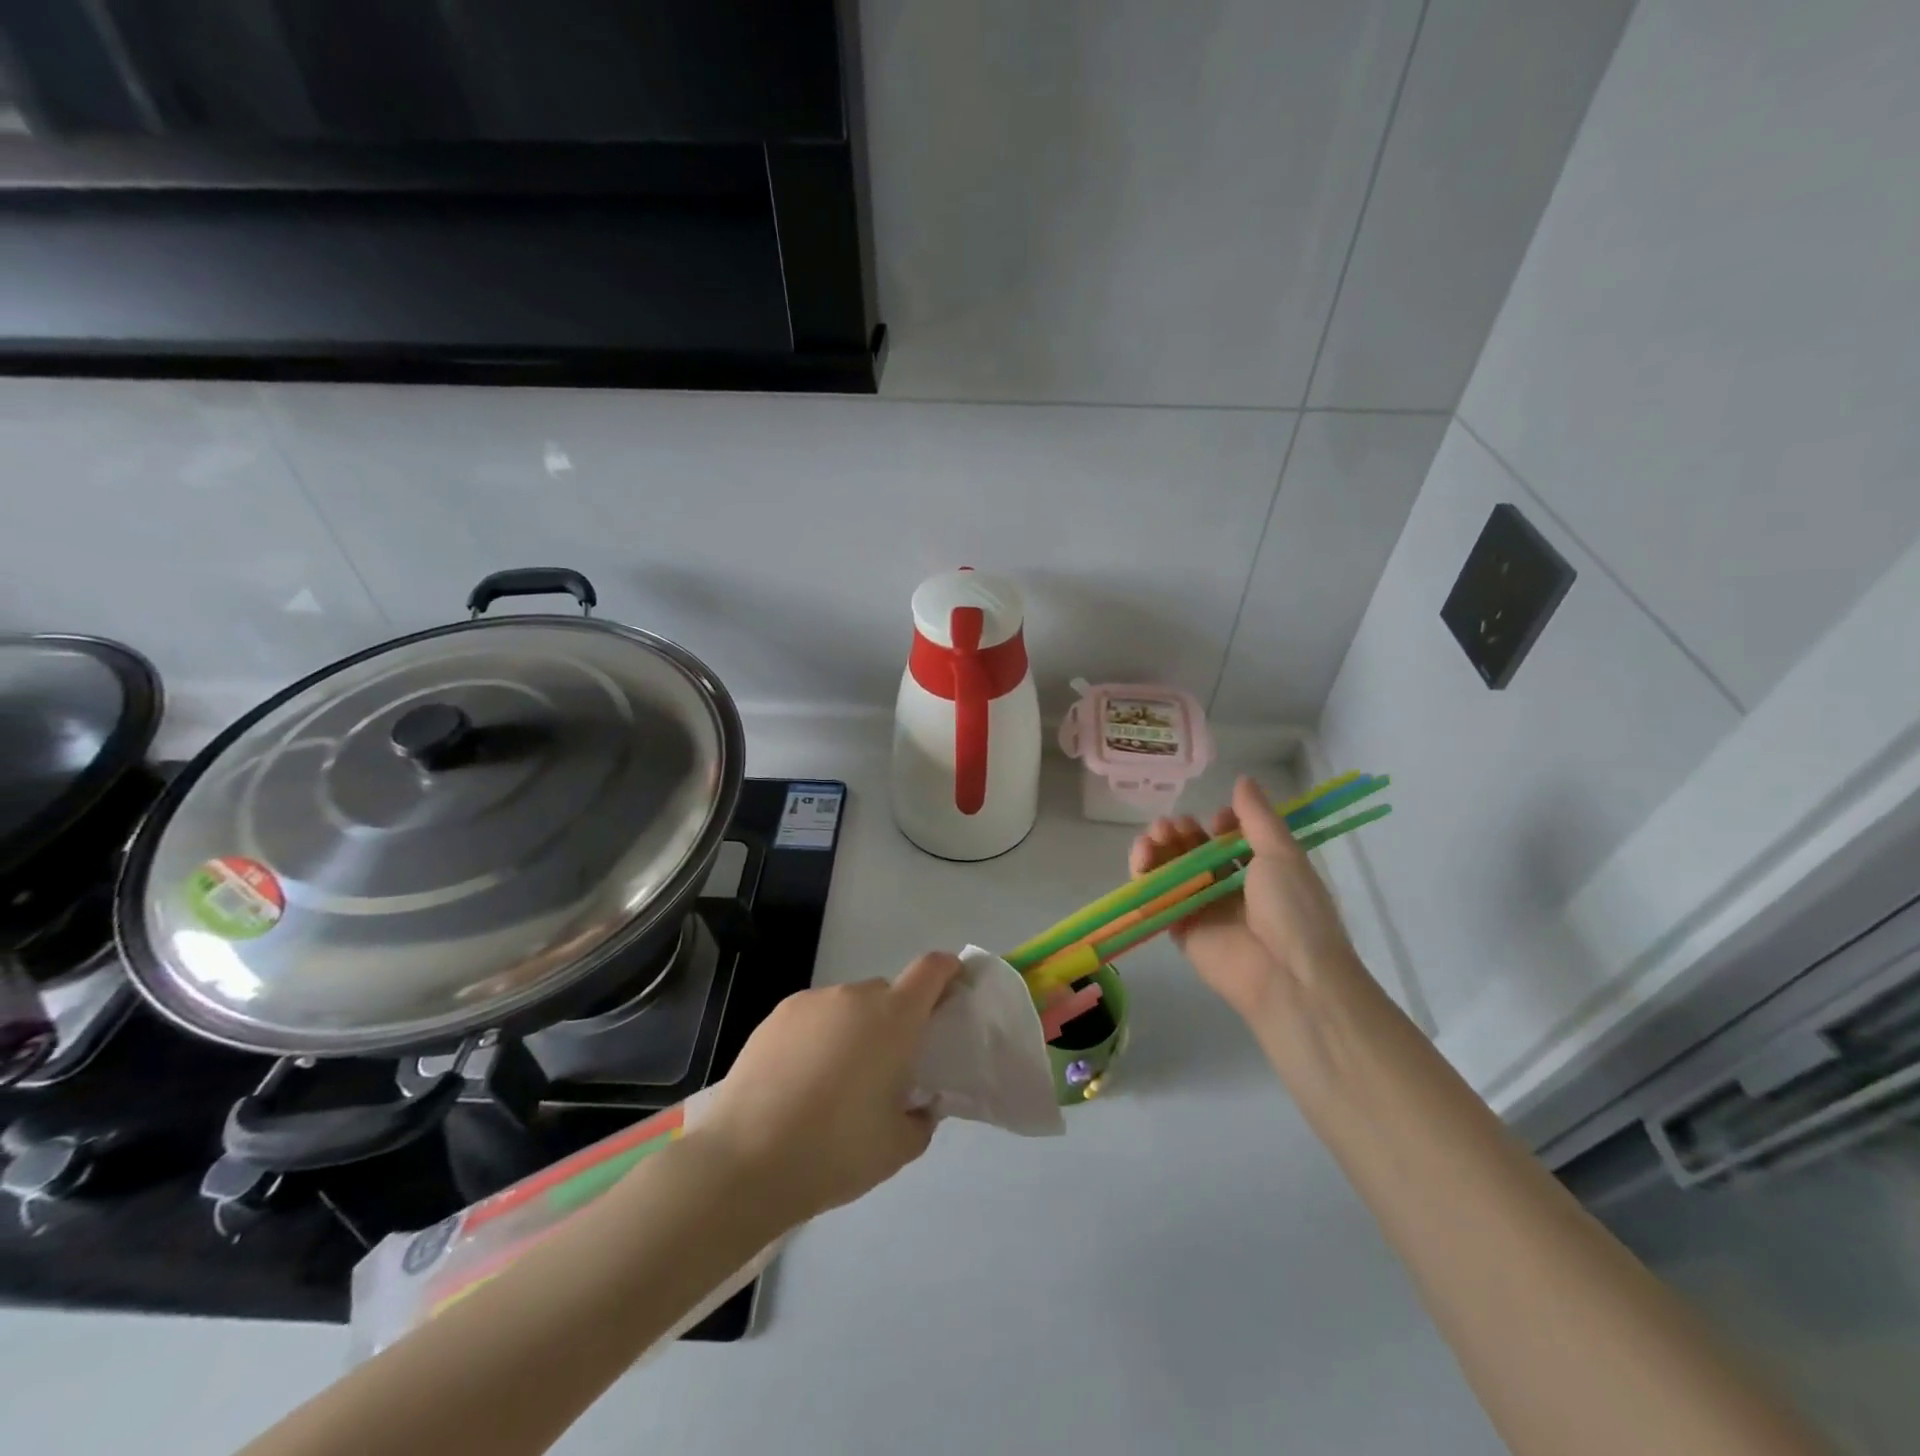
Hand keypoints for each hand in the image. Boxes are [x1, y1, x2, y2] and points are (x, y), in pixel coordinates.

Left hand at [695, 952, 966, 1226]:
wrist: (744, 1161)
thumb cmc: (835, 1151)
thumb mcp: (898, 1147)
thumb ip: (922, 1117)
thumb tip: (918, 1103)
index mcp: (893, 1018)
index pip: (931, 970)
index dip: (947, 973)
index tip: (951, 996)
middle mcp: (854, 997)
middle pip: (887, 994)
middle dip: (895, 1021)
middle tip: (886, 1069)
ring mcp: (811, 1002)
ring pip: (847, 1007)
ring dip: (854, 1031)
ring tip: (834, 1083)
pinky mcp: (775, 1017)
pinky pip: (813, 1018)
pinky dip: (818, 1038)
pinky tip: (800, 1082)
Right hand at [1129, 775, 1361, 1022]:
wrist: (1288, 975)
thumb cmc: (1293, 908)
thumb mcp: (1282, 852)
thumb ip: (1257, 816)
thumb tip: (1242, 779)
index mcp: (1262, 870)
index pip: (1231, 839)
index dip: (1220, 824)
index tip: (1216, 819)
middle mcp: (1231, 888)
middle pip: (1196, 852)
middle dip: (1182, 833)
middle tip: (1171, 824)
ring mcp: (1204, 909)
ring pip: (1173, 872)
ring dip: (1161, 848)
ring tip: (1154, 835)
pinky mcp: (1181, 930)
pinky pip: (1158, 899)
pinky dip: (1146, 876)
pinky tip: (1143, 855)